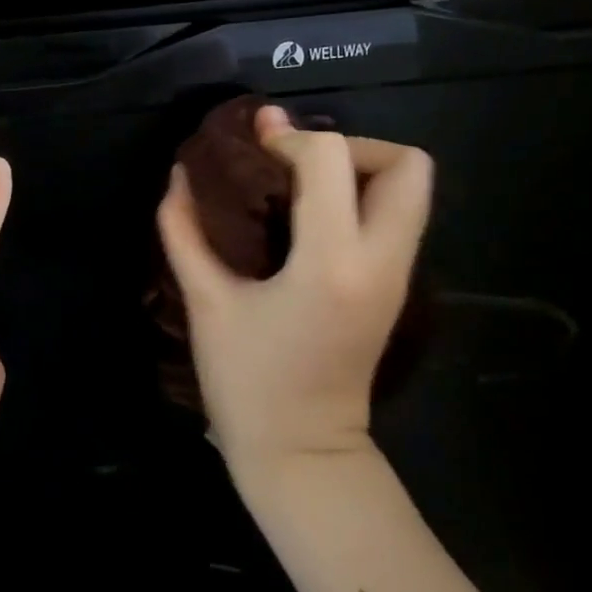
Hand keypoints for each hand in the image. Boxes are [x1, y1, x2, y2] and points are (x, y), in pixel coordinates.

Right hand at [156, 104, 431, 482]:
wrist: (302, 453)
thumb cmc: (246, 383)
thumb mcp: (206, 301)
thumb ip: (184, 230)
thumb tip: (179, 175)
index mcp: (330, 263)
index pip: (331, 160)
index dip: (289, 138)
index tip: (254, 144)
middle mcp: (380, 260)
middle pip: (406, 164)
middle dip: (350, 145)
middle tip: (296, 163)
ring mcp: (398, 275)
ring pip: (412, 188)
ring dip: (358, 169)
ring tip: (300, 185)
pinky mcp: (396, 287)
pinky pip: (395, 216)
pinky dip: (360, 197)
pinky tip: (309, 216)